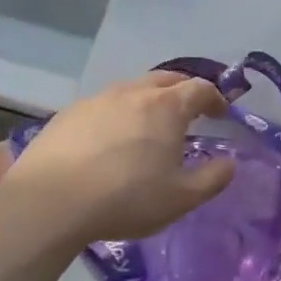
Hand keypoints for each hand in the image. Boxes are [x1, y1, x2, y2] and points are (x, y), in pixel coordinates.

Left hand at [3, 71, 235, 242]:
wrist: (50, 202)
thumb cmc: (127, 198)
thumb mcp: (181, 198)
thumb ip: (213, 179)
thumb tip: (230, 163)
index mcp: (167, 107)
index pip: (200, 89)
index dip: (216, 98)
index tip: (222, 113)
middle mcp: (133, 93)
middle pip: (166, 79)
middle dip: (184, 89)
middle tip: (191, 110)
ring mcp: (97, 100)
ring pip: (132, 88)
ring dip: (149, 99)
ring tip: (151, 124)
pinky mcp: (68, 114)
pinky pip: (104, 104)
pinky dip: (119, 113)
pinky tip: (111, 138)